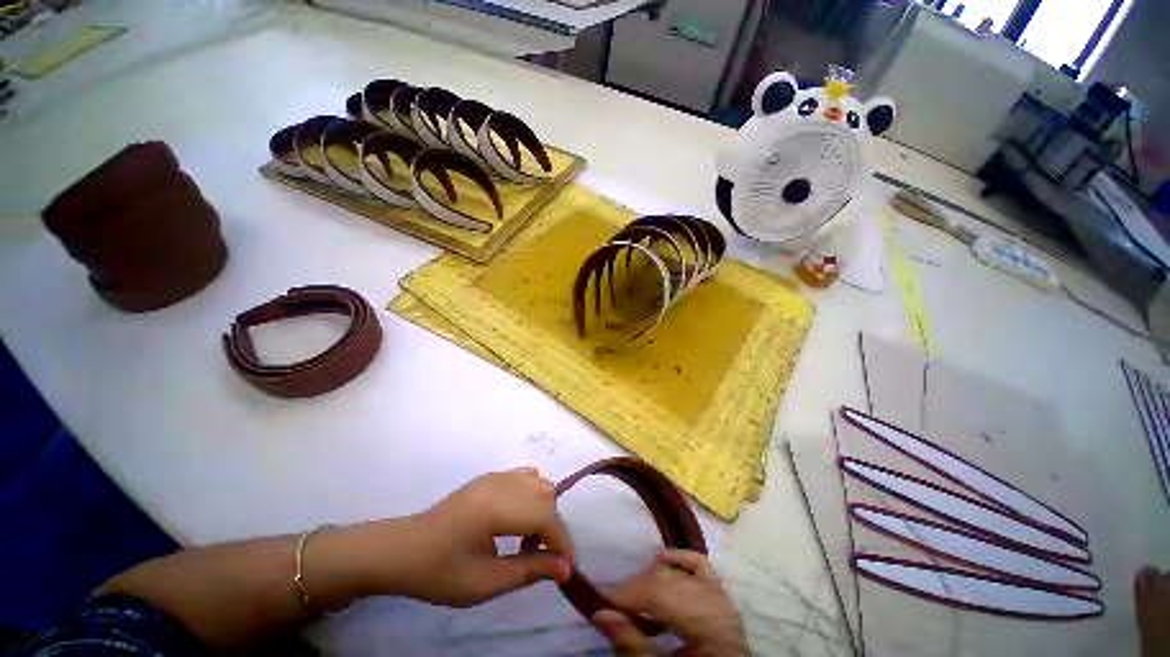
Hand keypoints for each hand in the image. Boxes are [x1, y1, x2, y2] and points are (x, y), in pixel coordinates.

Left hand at [390, 467, 574, 606]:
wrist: (403, 550)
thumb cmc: (438, 573)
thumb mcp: (483, 583)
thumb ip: (528, 571)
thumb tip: (566, 568)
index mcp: (495, 508)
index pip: (545, 517)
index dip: (562, 541)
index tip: (567, 569)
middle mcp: (500, 483)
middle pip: (546, 495)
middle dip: (554, 527)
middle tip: (545, 558)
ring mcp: (496, 476)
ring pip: (539, 483)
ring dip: (545, 510)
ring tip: (531, 539)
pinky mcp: (491, 476)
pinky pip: (526, 476)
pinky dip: (534, 495)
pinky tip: (521, 517)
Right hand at [592, 550, 746, 656]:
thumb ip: (632, 643)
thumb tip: (600, 614)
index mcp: (706, 627)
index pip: (659, 597)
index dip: (627, 596)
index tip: (600, 601)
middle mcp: (716, 605)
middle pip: (667, 583)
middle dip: (635, 589)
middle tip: (611, 602)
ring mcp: (721, 596)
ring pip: (678, 575)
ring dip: (650, 579)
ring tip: (630, 594)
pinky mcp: (721, 593)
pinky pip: (700, 565)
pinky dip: (679, 558)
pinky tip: (658, 556)